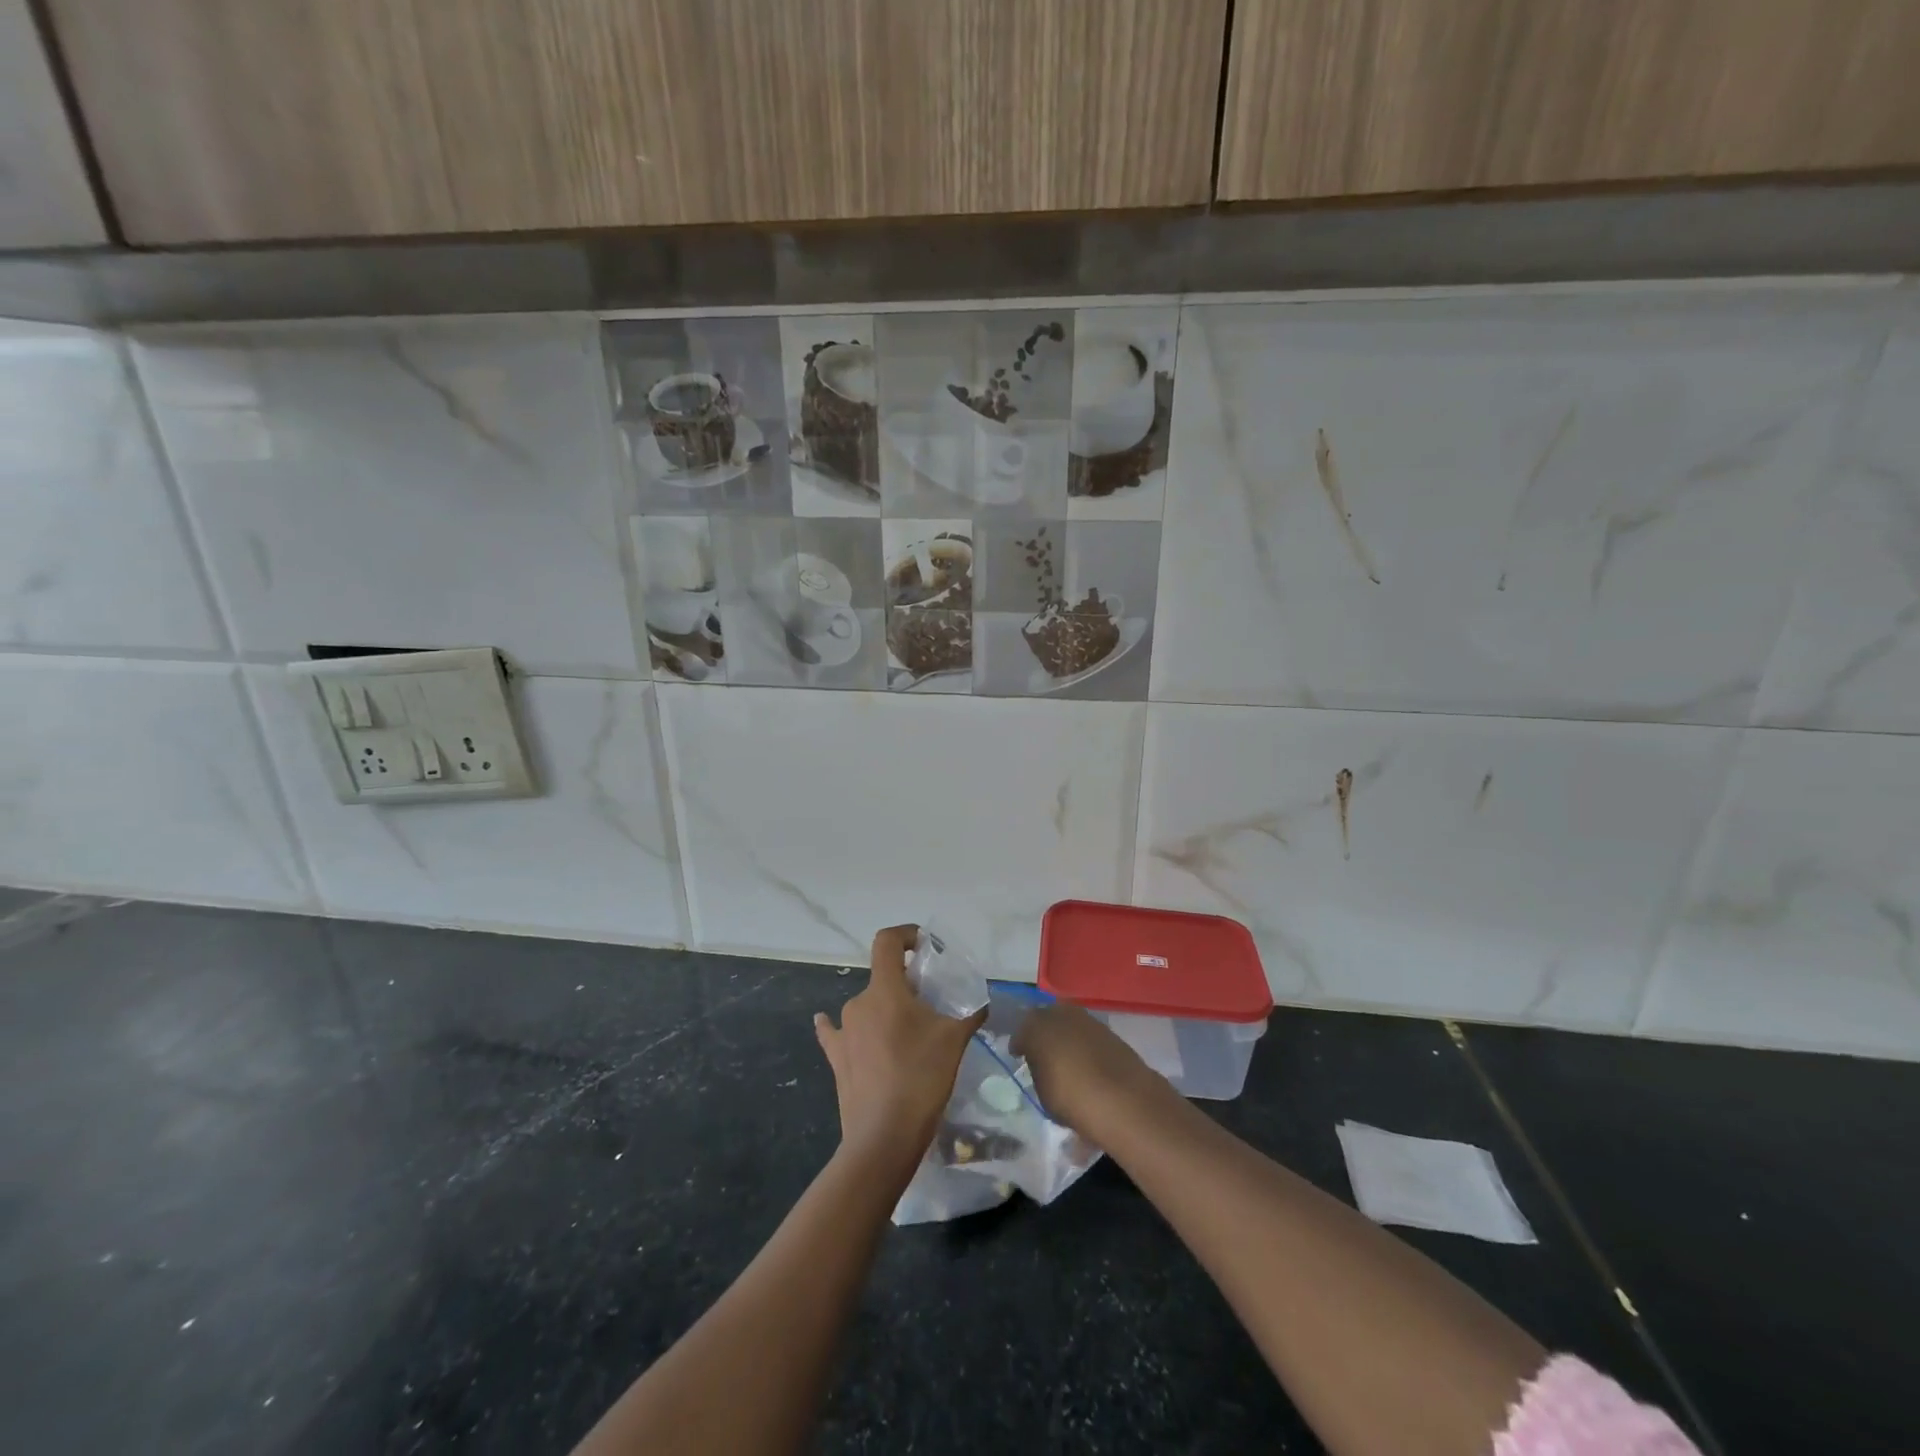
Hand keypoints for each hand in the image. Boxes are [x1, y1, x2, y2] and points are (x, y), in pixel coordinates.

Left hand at [814, 925, 986, 1170]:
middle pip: (884, 978)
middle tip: (933, 1003)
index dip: (906, 935)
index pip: (887, 942)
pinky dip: (837, 1026)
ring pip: (869, 1006)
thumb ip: (970, 1013)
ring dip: (888, 1010)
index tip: (925, 946)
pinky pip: (837, 1033)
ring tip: (912, 1033)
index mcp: (885, 990)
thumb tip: (981, 1002)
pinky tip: (827, 1023)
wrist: (883, 1138)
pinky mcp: (837, 1059)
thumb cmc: (921, 1079)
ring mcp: (844, 1032)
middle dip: (908, 983)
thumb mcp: (955, 1040)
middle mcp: (859, 1003)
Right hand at [1013, 1003, 1165, 1135]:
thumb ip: (1039, 1071)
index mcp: (1036, 1027)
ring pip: (1068, 1022)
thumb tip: (1041, 1064)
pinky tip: (1085, 1059)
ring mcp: (1087, 1019)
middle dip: (1042, 1032)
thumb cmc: (1072, 1098)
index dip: (1020, 1044)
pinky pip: (1087, 1033)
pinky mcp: (1109, 1030)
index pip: (1022, 1031)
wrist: (1123, 1099)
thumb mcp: (1043, 1092)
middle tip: (1041, 1050)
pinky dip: (1083, 1042)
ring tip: (1064, 1056)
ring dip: (1065, 1035)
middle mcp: (1060, 1014)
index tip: (1018, 1055)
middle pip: (1045, 1018)